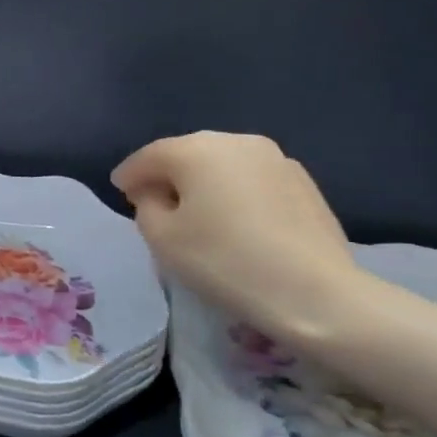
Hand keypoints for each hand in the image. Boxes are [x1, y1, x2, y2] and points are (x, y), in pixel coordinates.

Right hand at [112, 132, 367, 345]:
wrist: (317, 295)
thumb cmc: (225, 261)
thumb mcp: (162, 237)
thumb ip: (146, 205)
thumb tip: (156, 193)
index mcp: (196, 149)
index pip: (149, 156)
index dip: (129, 175)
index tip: (119, 192)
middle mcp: (236, 141)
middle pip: (187, 153)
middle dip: (167, 174)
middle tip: (153, 201)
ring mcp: (276, 159)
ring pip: (223, 164)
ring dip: (203, 182)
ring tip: (195, 211)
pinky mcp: (304, 182)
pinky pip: (251, 179)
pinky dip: (234, 192)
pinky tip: (234, 220)